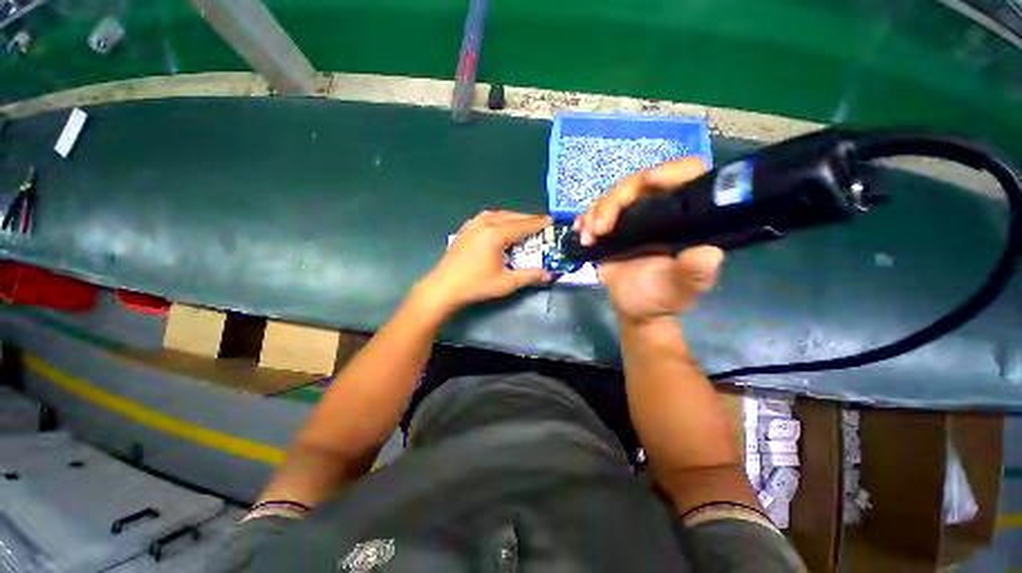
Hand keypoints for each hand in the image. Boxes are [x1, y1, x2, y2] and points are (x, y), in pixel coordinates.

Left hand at [415, 210, 552, 314]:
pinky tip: (500, 225)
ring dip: (513, 217)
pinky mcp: (465, 229)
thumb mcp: (506, 282)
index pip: (522, 225)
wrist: (443, 287)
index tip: (550, 219)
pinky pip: (486, 217)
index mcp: (496, 234)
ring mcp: (472, 225)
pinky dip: (498, 218)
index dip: (538, 223)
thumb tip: (548, 275)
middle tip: (540, 222)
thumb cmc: (475, 285)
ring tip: (523, 224)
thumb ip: (529, 276)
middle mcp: (484, 224)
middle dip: (527, 219)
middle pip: (511, 216)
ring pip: (498, 214)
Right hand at [574, 158, 724, 323]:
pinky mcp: (612, 225)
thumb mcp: (679, 289)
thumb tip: (709, 254)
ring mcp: (633, 216)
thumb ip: (693, 274)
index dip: (671, 171)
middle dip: (615, 200)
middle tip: (601, 228)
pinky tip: (580, 231)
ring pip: (614, 195)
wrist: (632, 306)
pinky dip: (585, 218)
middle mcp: (661, 209)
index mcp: (686, 217)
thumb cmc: (660, 297)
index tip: (649, 181)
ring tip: (589, 237)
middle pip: (639, 182)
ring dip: (596, 211)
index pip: (688, 175)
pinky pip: (596, 210)